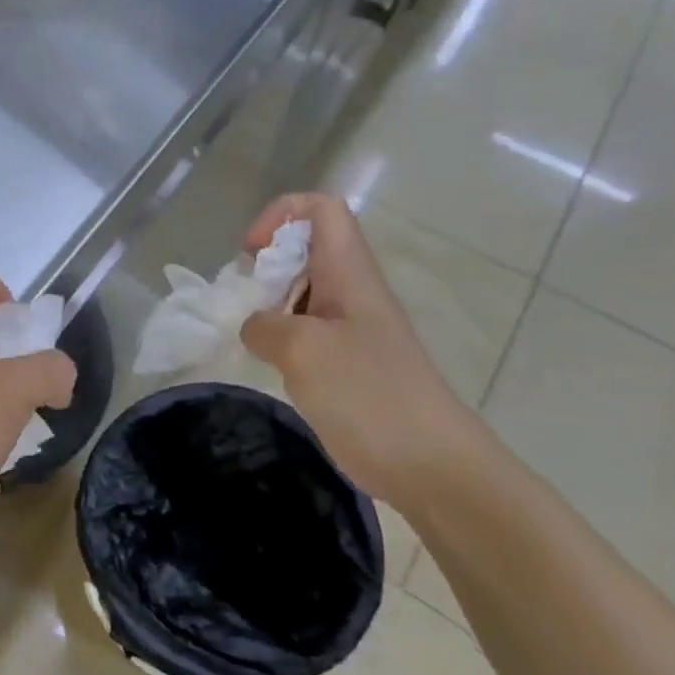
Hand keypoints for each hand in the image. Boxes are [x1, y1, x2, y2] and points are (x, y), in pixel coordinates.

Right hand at [239, 194, 495, 512]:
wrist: (431, 465)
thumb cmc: (368, 394)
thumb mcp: (302, 350)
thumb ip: (264, 326)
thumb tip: (255, 327)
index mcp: (349, 274)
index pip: (321, 209)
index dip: (280, 216)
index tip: (252, 254)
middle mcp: (352, 292)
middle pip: (307, 248)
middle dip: (267, 264)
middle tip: (243, 299)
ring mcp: (352, 329)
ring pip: (303, 292)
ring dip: (268, 302)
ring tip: (248, 333)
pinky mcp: (348, 363)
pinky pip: (305, 331)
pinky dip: (279, 337)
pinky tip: (266, 363)